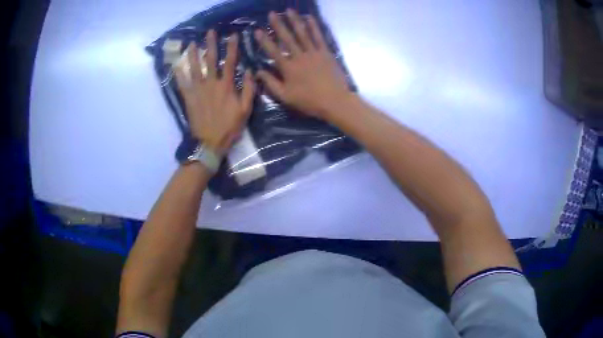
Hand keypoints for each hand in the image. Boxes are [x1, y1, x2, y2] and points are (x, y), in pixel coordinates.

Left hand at [174, 30, 255, 155]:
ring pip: (194, 69)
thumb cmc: (229, 127)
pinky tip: (176, 65)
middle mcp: (211, 84)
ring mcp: (198, 91)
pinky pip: (182, 84)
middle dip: (210, 45)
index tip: (232, 35)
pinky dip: (178, 74)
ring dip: (192, 55)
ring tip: (191, 44)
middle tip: (209, 32)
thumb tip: (251, 72)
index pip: (230, 62)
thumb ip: (249, 90)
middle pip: (210, 61)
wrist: (210, 143)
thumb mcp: (246, 110)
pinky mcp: (188, 99)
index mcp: (226, 86)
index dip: (232, 48)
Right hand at [255, 9, 351, 119]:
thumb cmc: (309, 101)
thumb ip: (271, 83)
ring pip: (302, 34)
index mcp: (288, 68)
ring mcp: (314, 53)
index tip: (257, 30)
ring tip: (289, 10)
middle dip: (278, 24)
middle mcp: (299, 56)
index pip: (273, 51)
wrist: (334, 101)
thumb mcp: (285, 96)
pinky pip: (319, 37)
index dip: (264, 40)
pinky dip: (314, 26)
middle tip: (272, 13)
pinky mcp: (326, 52)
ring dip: (295, 21)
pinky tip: (309, 18)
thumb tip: (258, 72)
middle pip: (287, 38)